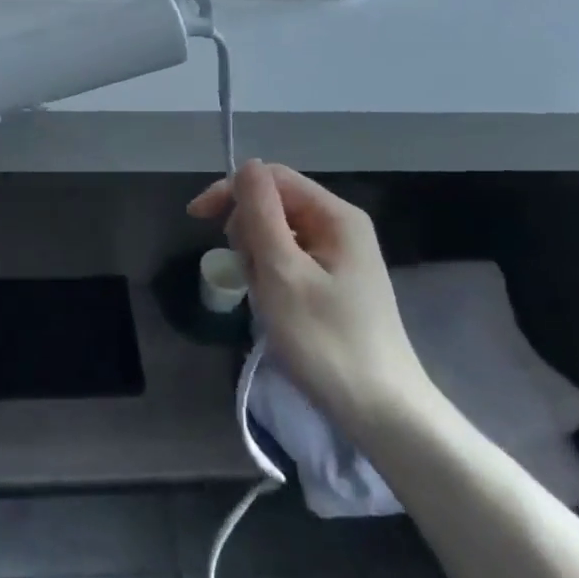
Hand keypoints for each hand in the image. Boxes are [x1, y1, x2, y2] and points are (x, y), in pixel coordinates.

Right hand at [189, 160, 433, 433]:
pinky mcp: (335, 282)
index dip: (231, 191)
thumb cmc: (325, 340)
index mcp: (336, 215)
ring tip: (265, 298)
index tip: (196, 220)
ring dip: (258, 259)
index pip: (271, 177)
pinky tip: (275, 306)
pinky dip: (272, 277)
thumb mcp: (282, 272)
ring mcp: (340, 256)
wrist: (382, 412)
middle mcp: (341, 226)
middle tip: (249, 275)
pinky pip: (290, 260)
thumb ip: (261, 213)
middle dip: (248, 232)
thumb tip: (246, 165)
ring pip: (278, 235)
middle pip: (275, 204)